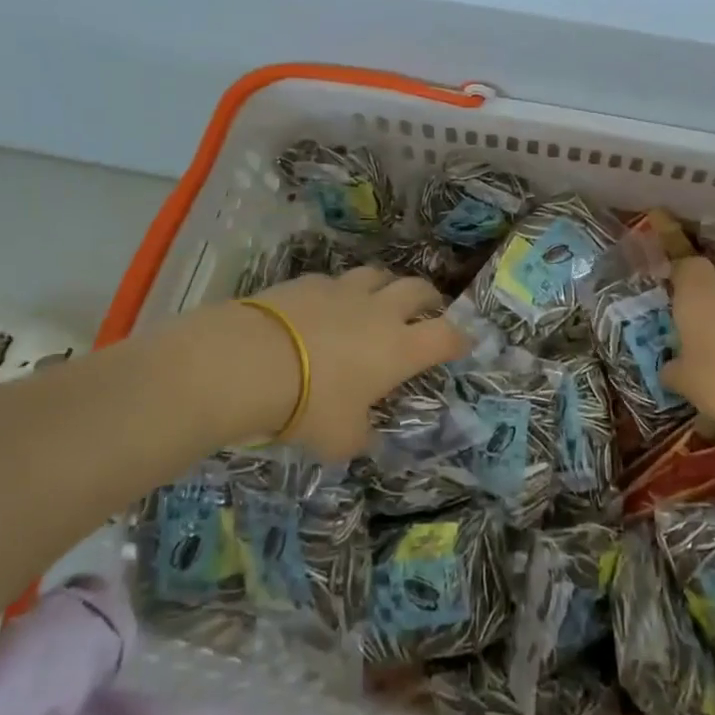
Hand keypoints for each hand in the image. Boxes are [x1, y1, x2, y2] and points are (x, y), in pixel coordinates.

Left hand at [244, 266, 468, 460]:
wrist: (252, 362)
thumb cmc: (309, 405)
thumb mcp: (340, 439)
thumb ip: (360, 436)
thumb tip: (365, 436)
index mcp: (400, 348)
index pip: (446, 336)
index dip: (460, 339)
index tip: (463, 343)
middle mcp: (381, 312)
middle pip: (418, 290)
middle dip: (429, 300)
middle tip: (426, 311)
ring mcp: (345, 291)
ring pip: (379, 275)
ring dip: (386, 287)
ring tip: (379, 300)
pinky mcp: (310, 281)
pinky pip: (335, 280)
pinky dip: (340, 291)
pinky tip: (326, 304)